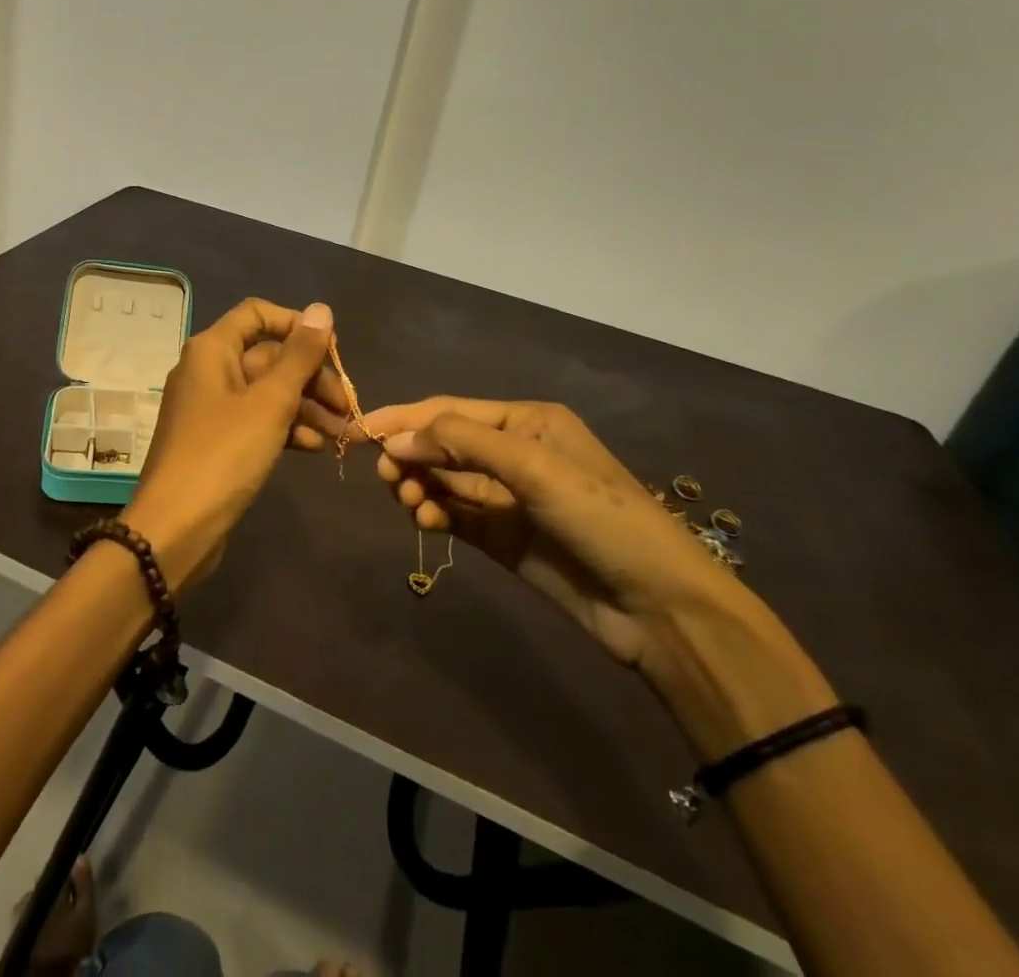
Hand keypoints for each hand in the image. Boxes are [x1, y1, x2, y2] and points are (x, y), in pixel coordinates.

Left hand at [123, 298, 336, 588]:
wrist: (175, 528)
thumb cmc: (223, 454)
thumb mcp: (269, 402)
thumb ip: (299, 355)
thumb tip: (322, 309)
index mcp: (212, 349)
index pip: (257, 314)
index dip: (296, 325)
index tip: (332, 351)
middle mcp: (209, 370)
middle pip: (268, 356)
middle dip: (311, 378)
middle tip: (347, 406)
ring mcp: (212, 407)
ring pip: (267, 392)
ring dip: (306, 407)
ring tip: (342, 433)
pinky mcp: (218, 441)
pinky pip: (258, 421)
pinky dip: (286, 429)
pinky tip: (314, 447)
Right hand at [363, 397, 752, 670]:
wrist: (659, 608)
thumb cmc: (601, 517)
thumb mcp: (533, 467)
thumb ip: (461, 443)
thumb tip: (395, 438)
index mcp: (525, 422)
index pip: (450, 411)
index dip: (404, 418)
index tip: (359, 429)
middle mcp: (513, 453)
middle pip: (443, 444)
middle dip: (411, 455)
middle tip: (389, 477)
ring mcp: (507, 498)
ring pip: (444, 480)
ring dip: (420, 486)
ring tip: (411, 503)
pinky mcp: (502, 537)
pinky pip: (454, 515)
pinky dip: (433, 514)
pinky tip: (425, 521)